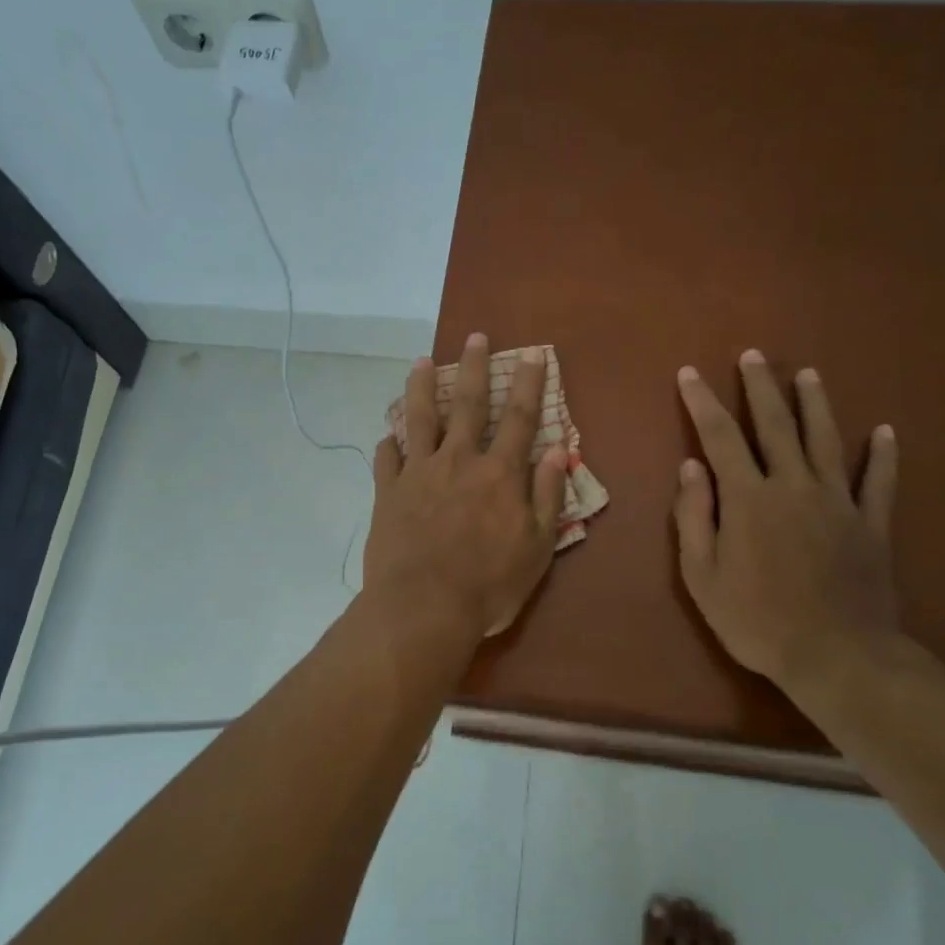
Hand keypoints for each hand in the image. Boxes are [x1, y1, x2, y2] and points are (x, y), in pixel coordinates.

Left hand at [365, 335, 568, 641]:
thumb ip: (547, 494)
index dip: (528, 384)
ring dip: (420, 388)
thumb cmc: (489, 584)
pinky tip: (386, 436)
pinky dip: (388, 445)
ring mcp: (418, 473)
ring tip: (420, 362)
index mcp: (499, 473)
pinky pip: (386, 460)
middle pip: (467, 404)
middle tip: (474, 337)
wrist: (423, 607)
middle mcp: (458, 461)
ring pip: (419, 419)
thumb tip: (558, 450)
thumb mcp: (537, 547)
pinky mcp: (387, 493)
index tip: (532, 354)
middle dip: (472, 368)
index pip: (519, 418)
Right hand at [673, 352, 900, 689]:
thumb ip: (694, 517)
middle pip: (775, 425)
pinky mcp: (872, 524)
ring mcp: (838, 502)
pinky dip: (884, 455)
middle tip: (753, 355)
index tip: (690, 374)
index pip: (719, 437)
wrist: (837, 657)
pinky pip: (880, 481)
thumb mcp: (702, 577)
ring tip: (808, 374)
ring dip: (815, 404)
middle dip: (760, 388)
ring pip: (826, 441)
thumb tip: (690, 467)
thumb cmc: (757, 621)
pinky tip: (886, 431)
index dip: (702, 402)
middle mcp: (793, 486)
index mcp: (748, 499)